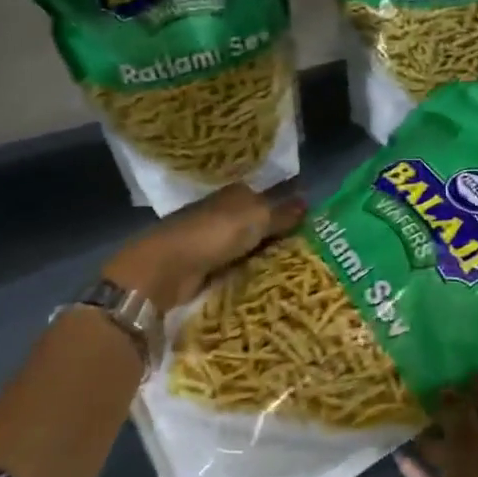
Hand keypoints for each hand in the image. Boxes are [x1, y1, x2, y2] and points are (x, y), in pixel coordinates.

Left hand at [103, 183, 304, 311]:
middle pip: (258, 223)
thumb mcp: (255, 219)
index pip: (267, 197)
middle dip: (278, 235)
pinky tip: (267, 282)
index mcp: (235, 194)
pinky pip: (235, 267)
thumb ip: (282, 213)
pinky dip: (248, 272)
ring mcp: (212, 240)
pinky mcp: (204, 266)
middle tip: (311, 253)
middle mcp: (223, 213)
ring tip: (296, 272)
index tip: (312, 225)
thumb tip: (308, 200)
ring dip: (263, 257)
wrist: (166, 269)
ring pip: (247, 246)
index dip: (287, 208)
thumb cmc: (213, 234)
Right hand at [399, 387, 477, 476]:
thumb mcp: (469, 460)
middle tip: (424, 400)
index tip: (446, 378)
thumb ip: (461, 423)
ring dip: (442, 445)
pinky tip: (404, 461)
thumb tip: (454, 394)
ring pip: (469, 461)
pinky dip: (435, 475)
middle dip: (456, 417)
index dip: (476, 390)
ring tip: (409, 427)